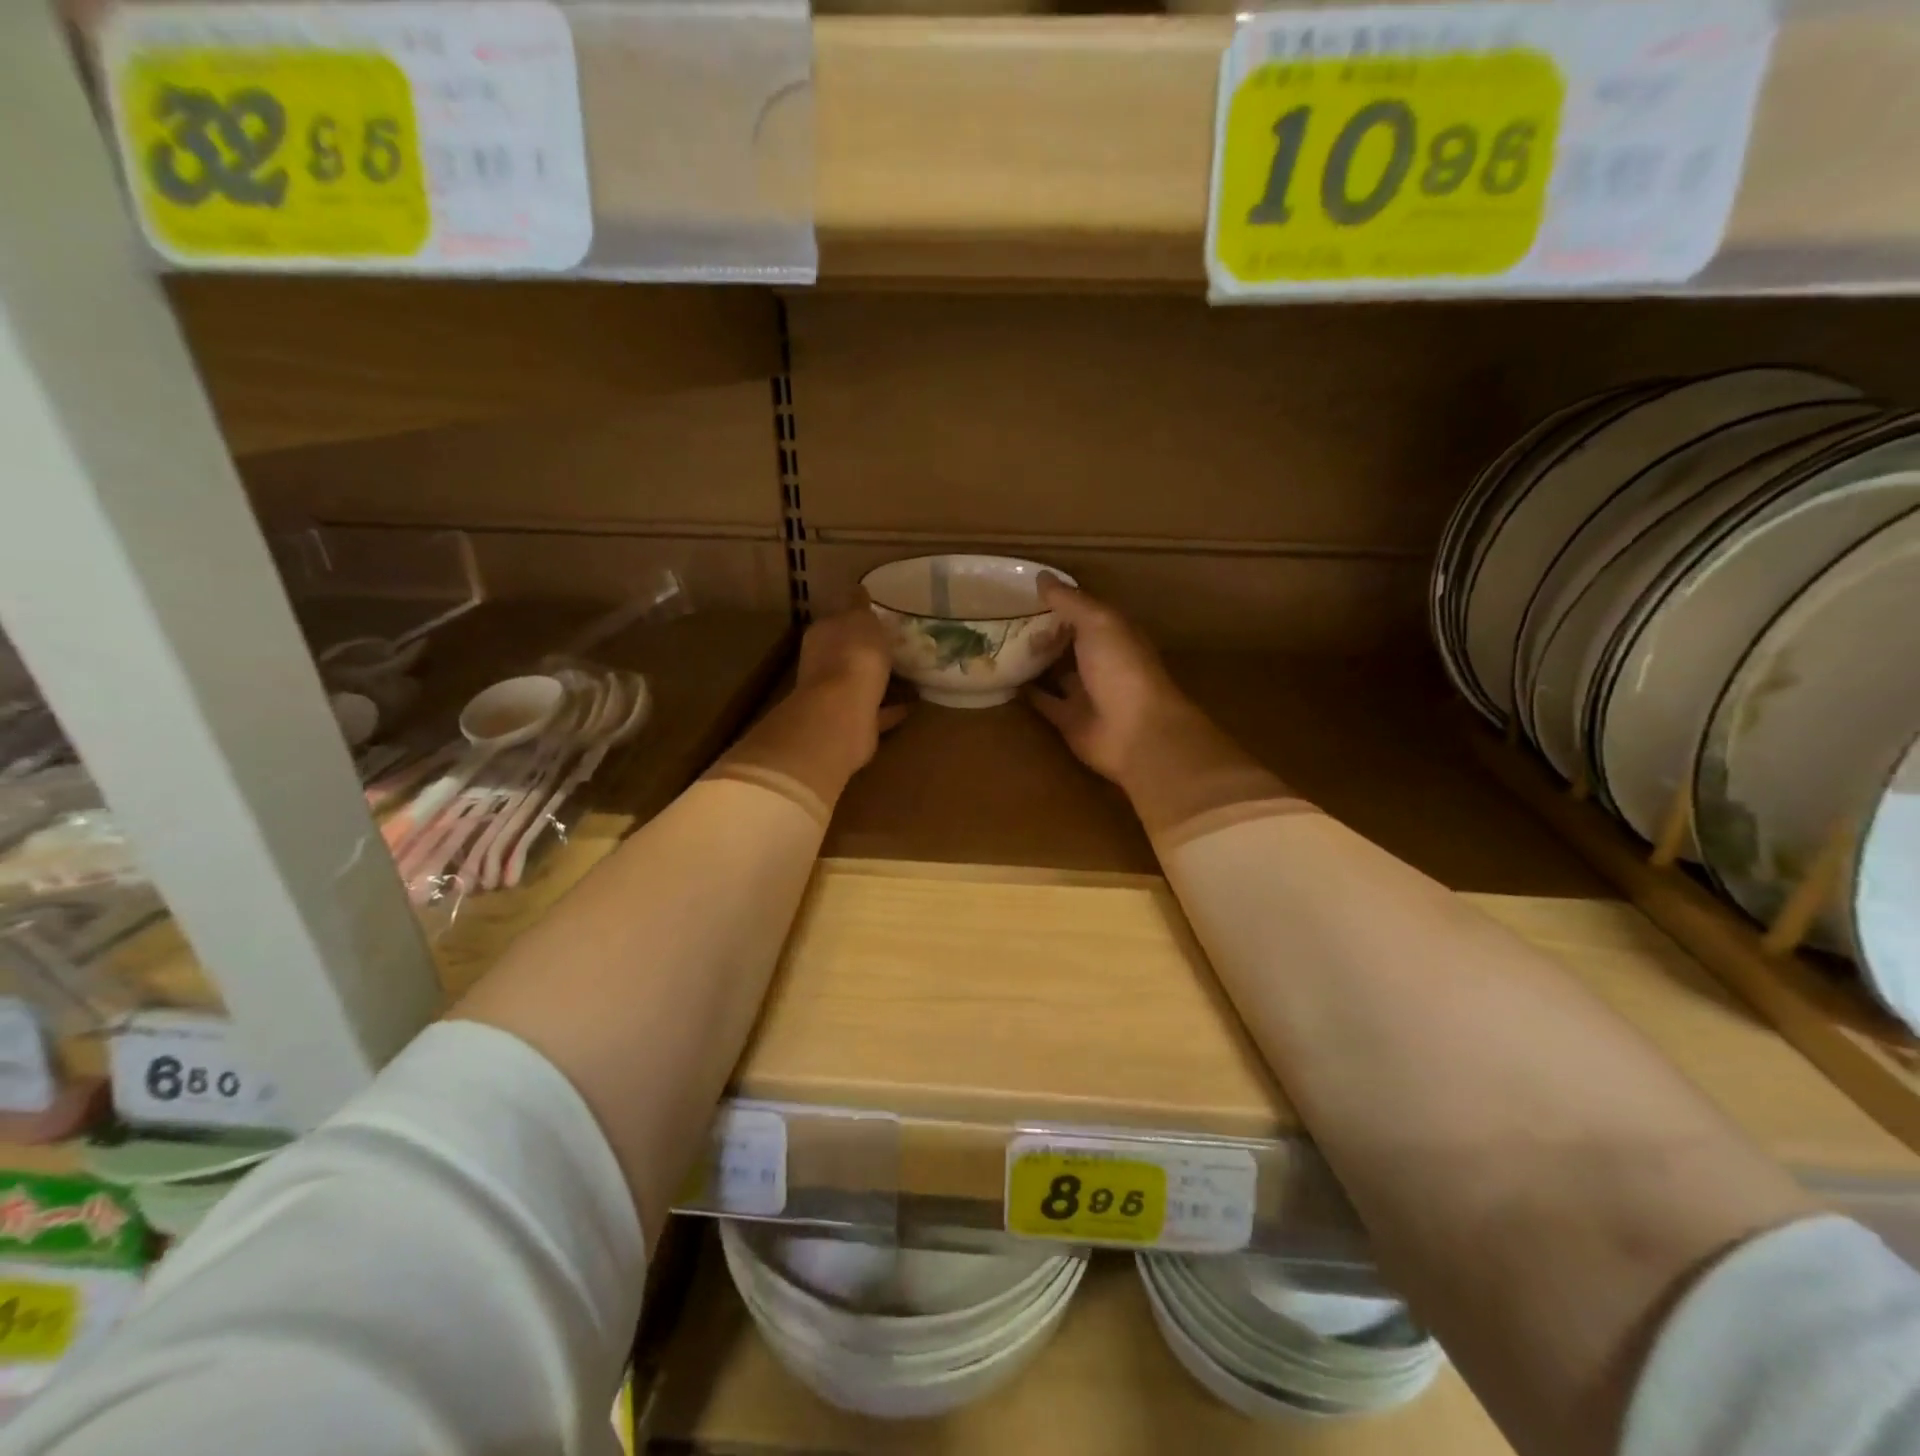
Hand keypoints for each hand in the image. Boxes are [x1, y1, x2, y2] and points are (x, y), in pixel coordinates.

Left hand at [793, 598, 908, 770]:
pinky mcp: (852, 723)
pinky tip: (912, 704)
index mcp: (822, 635)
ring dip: (880, 680)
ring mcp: (836, 696)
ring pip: (860, 683)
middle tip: (897, 646)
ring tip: (909, 675)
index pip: (837, 621)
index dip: (856, 619)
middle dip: (867, 651)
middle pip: (846, 654)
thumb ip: (859, 605)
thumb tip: (857, 588)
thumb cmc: (853, 655)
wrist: (845, 712)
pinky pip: (875, 711)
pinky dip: (890, 708)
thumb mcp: (860, 618)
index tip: (879, 618)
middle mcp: (823, 665)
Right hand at [1026, 578, 1287, 833]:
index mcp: (1113, 633)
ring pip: (1054, 671)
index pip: (1082, 611)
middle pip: (1067, 641)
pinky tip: (1001, 679)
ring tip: (994, 643)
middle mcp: (1100, 660)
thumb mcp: (1098, 623)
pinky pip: (1043, 702)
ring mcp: (1084, 692)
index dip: (1057, 601)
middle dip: (1041, 630)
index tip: (1021, 591)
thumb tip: (1041, 577)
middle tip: (1000, 616)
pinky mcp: (1068, 720)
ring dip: (1032, 661)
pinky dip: (1026, 693)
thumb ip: (1070, 601)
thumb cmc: (1122, 669)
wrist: (1136, 734)